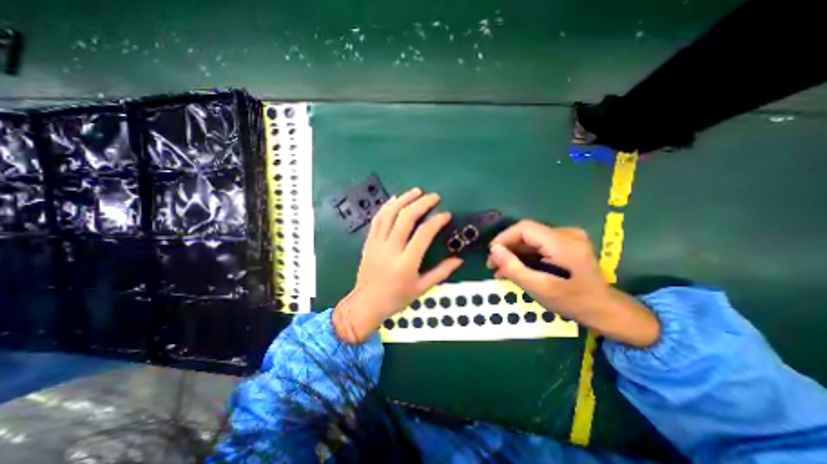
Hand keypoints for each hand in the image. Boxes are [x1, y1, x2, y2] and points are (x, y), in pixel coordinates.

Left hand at [336, 187, 463, 342]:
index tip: (446, 214)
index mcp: (406, 263)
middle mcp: (391, 249)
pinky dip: (386, 206)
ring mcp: (377, 244)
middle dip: (421, 203)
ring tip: (416, 191)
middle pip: (406, 218)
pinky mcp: (369, 242)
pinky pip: (377, 219)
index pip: (423, 234)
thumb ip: (441, 272)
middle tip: (434, 197)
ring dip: (404, 199)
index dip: (436, 221)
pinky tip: (395, 199)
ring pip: (389, 214)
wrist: (366, 303)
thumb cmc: (396, 298)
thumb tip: (459, 260)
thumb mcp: (421, 288)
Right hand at [486, 221, 604, 311]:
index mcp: (564, 244)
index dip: (504, 238)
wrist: (603, 309)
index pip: (525, 228)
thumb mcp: (539, 288)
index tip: (491, 254)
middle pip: (527, 232)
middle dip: (507, 247)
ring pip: (531, 238)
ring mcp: (569, 237)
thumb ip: (514, 267)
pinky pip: (538, 243)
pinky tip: (516, 266)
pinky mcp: (567, 242)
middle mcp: (568, 234)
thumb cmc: (572, 302)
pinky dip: (525, 254)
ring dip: (514, 252)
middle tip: (493, 265)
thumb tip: (494, 249)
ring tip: (501, 269)